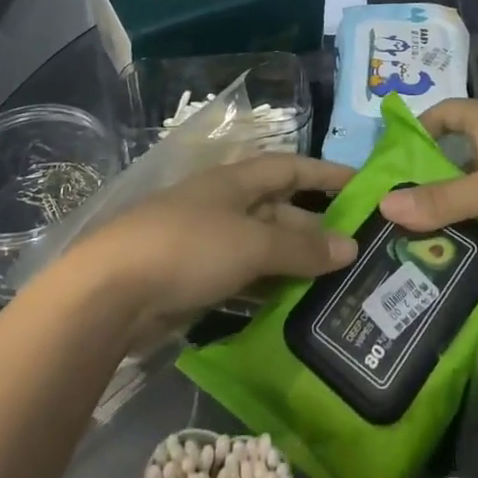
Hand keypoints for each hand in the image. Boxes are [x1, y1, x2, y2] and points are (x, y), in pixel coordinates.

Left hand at [75, 154, 358, 337]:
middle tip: (361, 254)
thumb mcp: (252, 242)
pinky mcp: (197, 280)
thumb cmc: (188, 248)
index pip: (290, 168)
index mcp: (235, 182)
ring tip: (340, 287)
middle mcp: (224, 206)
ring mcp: (209, 244)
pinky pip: (245, 279)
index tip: (364, 187)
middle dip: (317, 229)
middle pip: (280, 211)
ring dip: (297, 264)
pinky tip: (297, 310)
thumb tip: (350, 246)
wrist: (113, 291)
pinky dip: (270, 290)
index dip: (326, 174)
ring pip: (264, 249)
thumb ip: (301, 246)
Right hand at [378, 99, 477, 256]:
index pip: (445, 112)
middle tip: (396, 213)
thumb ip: (441, 199)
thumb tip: (384, 205)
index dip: (419, 127)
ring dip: (458, 214)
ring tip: (419, 243)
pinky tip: (462, 256)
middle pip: (458, 158)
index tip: (393, 157)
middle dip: (430, 183)